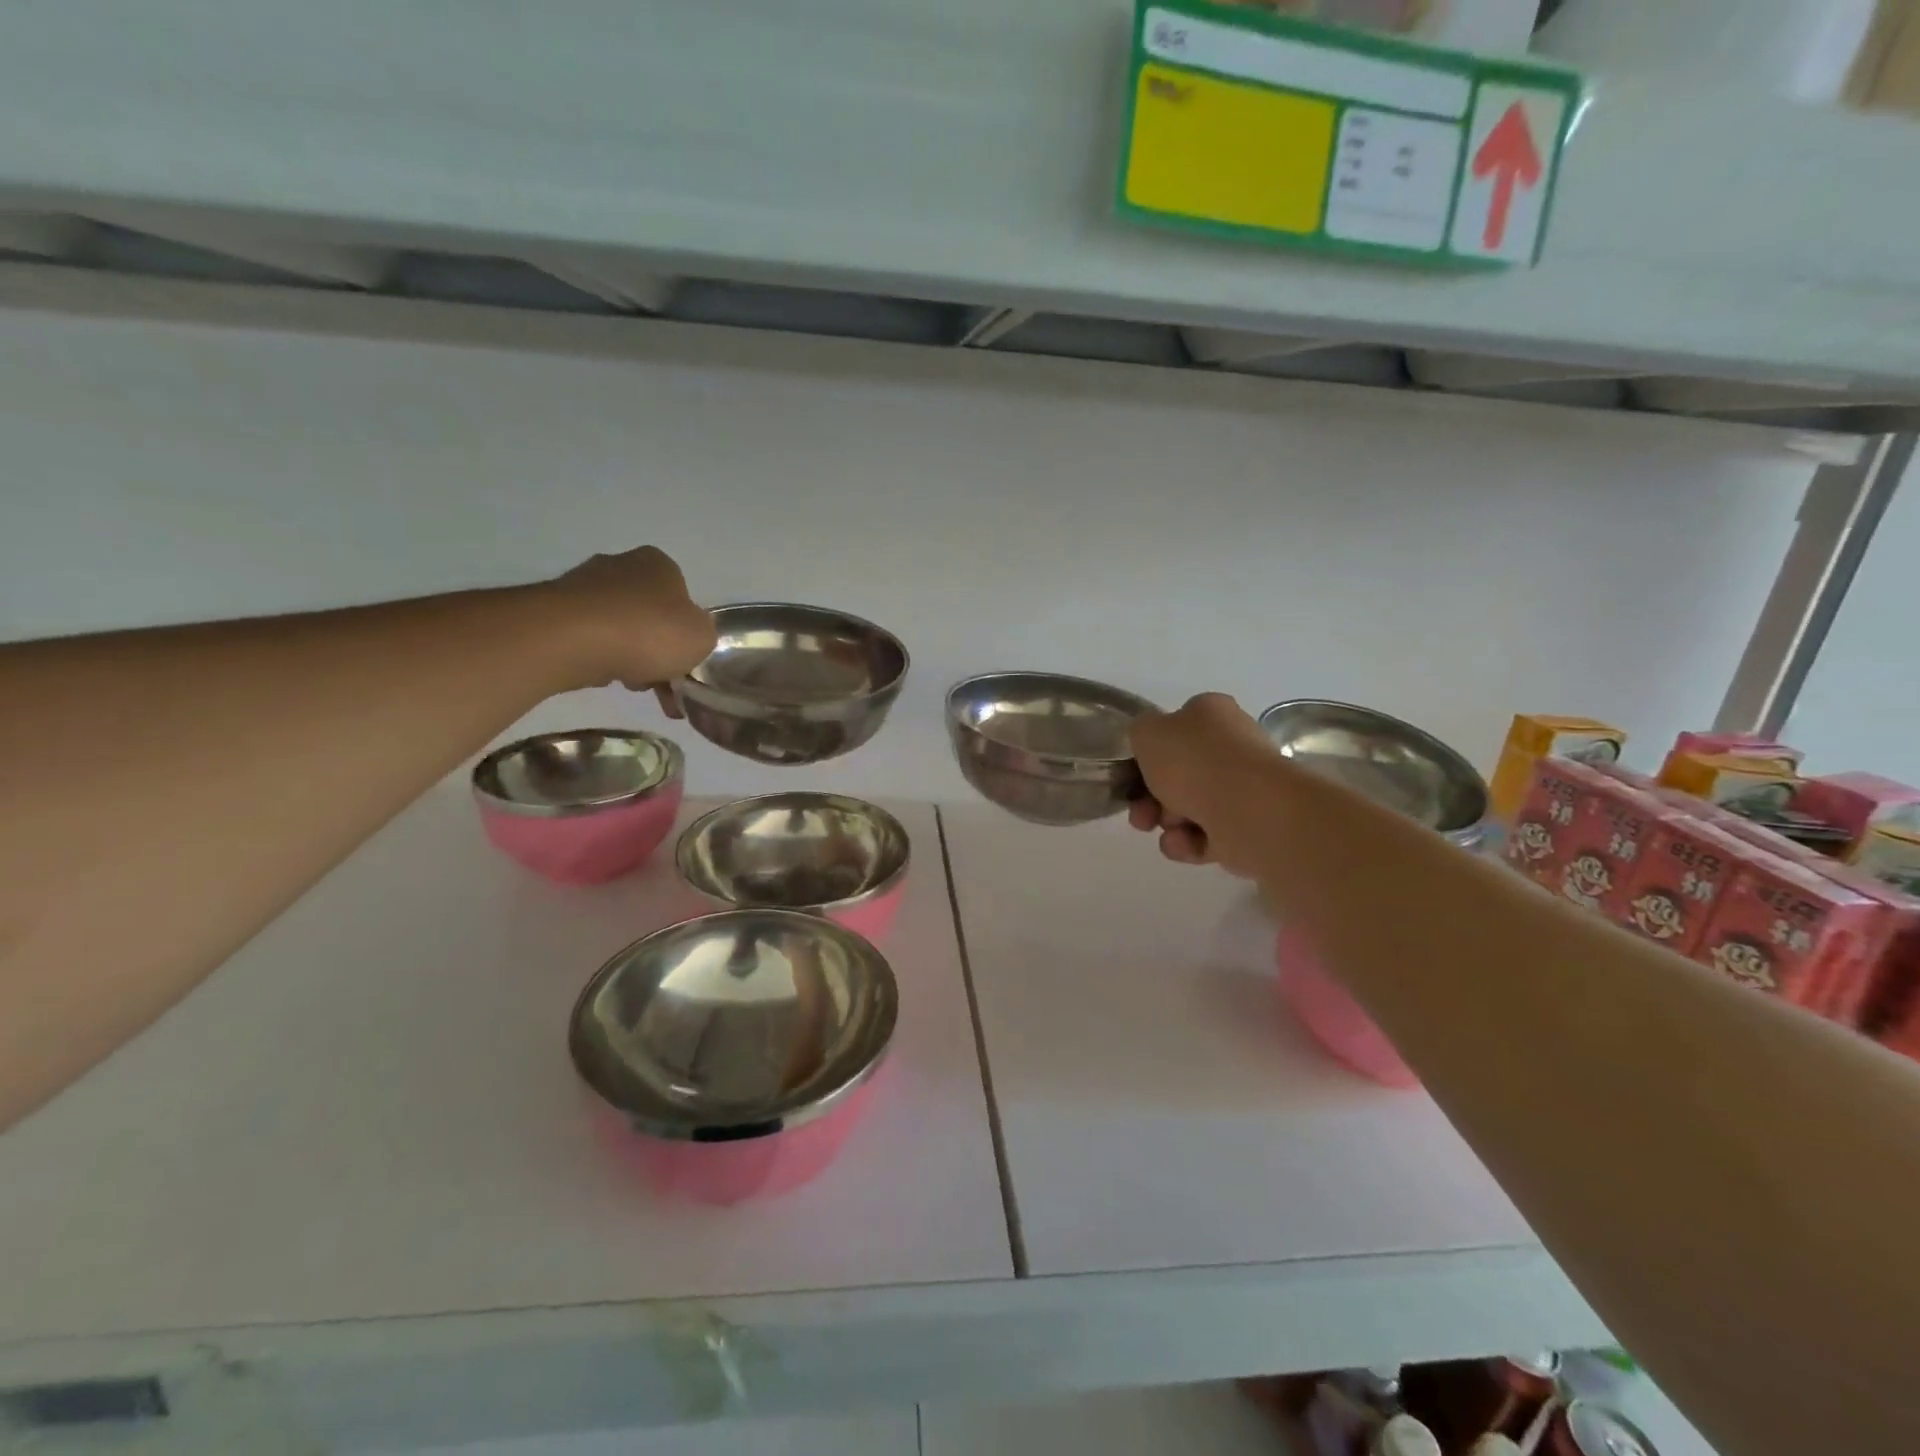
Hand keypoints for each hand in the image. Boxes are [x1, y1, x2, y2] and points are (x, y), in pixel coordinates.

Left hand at [538, 546, 716, 710]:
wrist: (572, 638)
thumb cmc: (648, 631)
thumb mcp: (702, 638)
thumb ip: (702, 635)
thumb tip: (689, 636)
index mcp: (659, 564)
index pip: (681, 597)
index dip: (685, 632)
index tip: (683, 661)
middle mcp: (620, 564)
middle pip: (648, 614)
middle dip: (655, 649)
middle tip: (660, 682)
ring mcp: (583, 584)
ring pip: (618, 628)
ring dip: (628, 657)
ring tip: (630, 685)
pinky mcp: (554, 609)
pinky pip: (588, 638)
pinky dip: (599, 657)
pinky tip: (602, 676)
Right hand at [1128, 693, 1279, 875]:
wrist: (1247, 809)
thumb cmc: (1194, 762)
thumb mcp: (1147, 732)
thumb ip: (1140, 732)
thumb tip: (1151, 743)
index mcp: (1213, 714)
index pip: (1176, 727)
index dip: (1151, 751)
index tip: (1133, 772)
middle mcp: (1232, 746)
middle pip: (1179, 774)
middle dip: (1151, 796)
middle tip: (1140, 812)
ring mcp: (1243, 788)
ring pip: (1189, 807)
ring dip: (1167, 821)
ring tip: (1166, 829)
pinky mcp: (1248, 826)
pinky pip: (1206, 835)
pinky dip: (1188, 842)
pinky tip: (1183, 843)